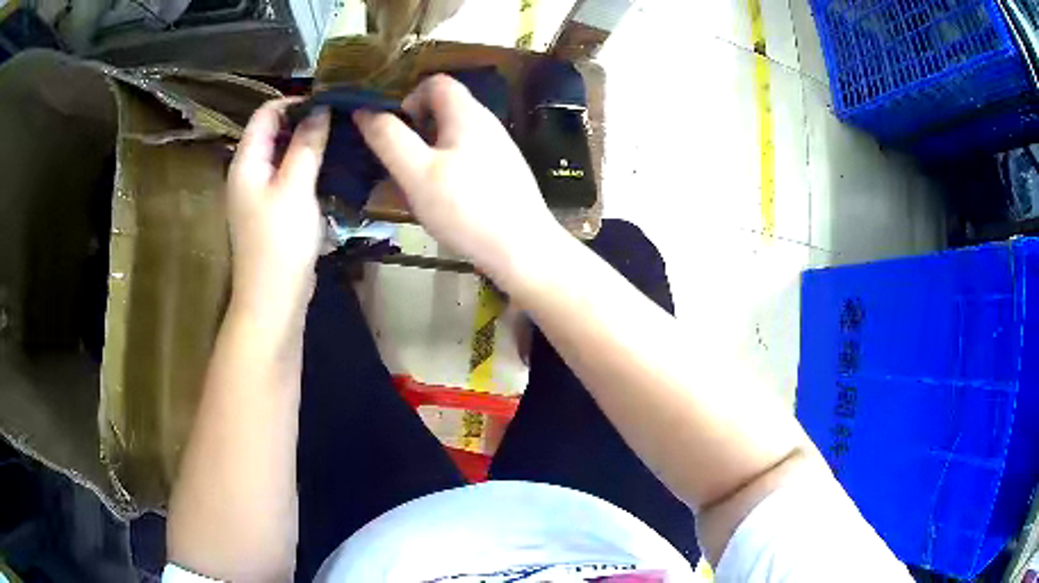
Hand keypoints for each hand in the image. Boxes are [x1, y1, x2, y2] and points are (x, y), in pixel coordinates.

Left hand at [226, 98, 329, 313]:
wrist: (273, 300)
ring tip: (340, 138)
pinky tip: (330, 166)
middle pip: (273, 131)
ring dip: (308, 143)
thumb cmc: (280, 242)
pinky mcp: (272, 210)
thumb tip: (320, 109)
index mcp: (246, 161)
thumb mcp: (296, 186)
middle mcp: (248, 172)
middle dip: (304, 120)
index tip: (329, 101)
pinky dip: (307, 165)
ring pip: (283, 154)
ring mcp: (259, 193)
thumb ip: (306, 144)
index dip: (295, 101)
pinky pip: (288, 176)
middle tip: (340, 118)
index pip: (266, 113)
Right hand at [354, 74, 566, 289]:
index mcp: (467, 113)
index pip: (436, 82)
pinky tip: (445, 200)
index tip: (396, 130)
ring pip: (454, 136)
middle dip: (416, 129)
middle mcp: (487, 123)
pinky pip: (468, 157)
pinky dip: (449, 168)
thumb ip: (388, 138)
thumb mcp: (416, 172)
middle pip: (444, 109)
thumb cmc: (465, 208)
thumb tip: (364, 111)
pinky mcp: (504, 173)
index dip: (409, 97)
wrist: (523, 250)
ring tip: (418, 185)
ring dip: (430, 152)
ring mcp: (499, 148)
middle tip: (402, 163)